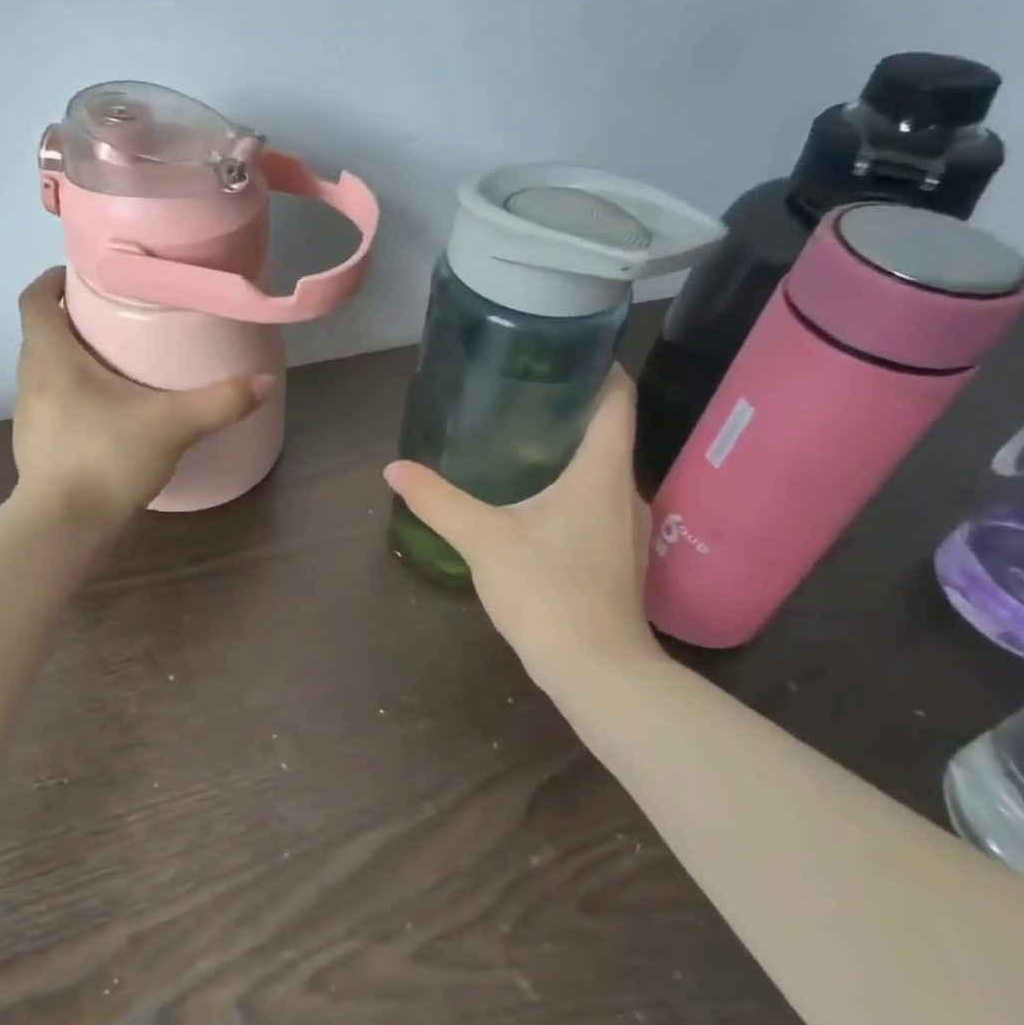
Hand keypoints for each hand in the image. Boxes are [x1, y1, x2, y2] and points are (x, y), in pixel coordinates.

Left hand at [13, 269, 272, 523]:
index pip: (34, 300)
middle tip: (114, 315)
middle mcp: (31, 380)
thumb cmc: (106, 458)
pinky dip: (74, 395)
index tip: (82, 275)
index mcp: (51, 358)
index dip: (52, 280)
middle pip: (41, 333)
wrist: (64, 529)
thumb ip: (220, 401)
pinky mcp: (36, 447)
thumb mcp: (172, 425)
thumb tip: (266, 381)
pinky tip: (108, 412)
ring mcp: (29, 417)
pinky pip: (52, 404)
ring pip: (45, 371)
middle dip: (71, 319)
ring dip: (71, 358)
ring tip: (114, 360)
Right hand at [383, 368, 662, 680]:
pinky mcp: (622, 557)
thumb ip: (437, 500)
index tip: (564, 351)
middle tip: (522, 392)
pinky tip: (539, 501)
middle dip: (572, 408)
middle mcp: (626, 490)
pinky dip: (575, 487)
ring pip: (604, 470)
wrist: (599, 673)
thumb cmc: (548, 592)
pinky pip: (601, 502)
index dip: (598, 367)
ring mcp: (630, 527)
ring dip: (573, 450)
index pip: (617, 399)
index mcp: (602, 471)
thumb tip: (394, 469)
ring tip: (523, 439)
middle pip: (610, 431)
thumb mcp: (483, 539)